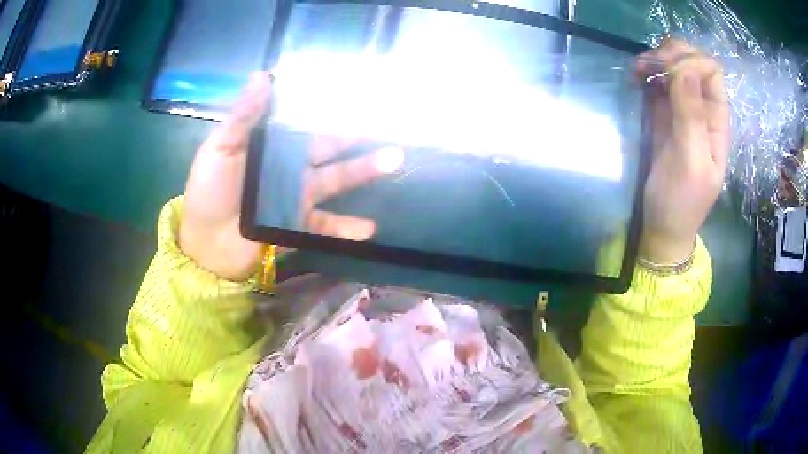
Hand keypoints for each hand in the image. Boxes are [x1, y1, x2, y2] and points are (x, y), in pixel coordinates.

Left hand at [179, 73, 402, 280]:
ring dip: (363, 172)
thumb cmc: (208, 191)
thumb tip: (262, 75)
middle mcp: (288, 167)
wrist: (205, 243)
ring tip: (393, 162)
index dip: (330, 111)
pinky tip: (368, 228)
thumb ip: (242, 116)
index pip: (306, 123)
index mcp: (271, 145)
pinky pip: (326, 225)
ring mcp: (296, 196)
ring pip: (335, 180)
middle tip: (387, 124)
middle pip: (329, 148)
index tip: (358, 98)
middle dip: (357, 138)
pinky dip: (346, 228)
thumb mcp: (220, 147)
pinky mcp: (297, 224)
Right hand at [636, 39, 728, 263]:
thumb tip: (684, 70)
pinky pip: (659, 81)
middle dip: (671, 54)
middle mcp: (703, 109)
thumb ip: (691, 117)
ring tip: (637, 71)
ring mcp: (683, 109)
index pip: (712, 71)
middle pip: (694, 62)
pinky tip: (636, 79)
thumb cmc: (681, 201)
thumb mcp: (691, 164)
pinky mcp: (664, 114)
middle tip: (649, 65)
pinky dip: (647, 73)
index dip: (691, 62)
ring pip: (675, 66)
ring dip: (656, 60)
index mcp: (717, 122)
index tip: (667, 74)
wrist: (663, 225)